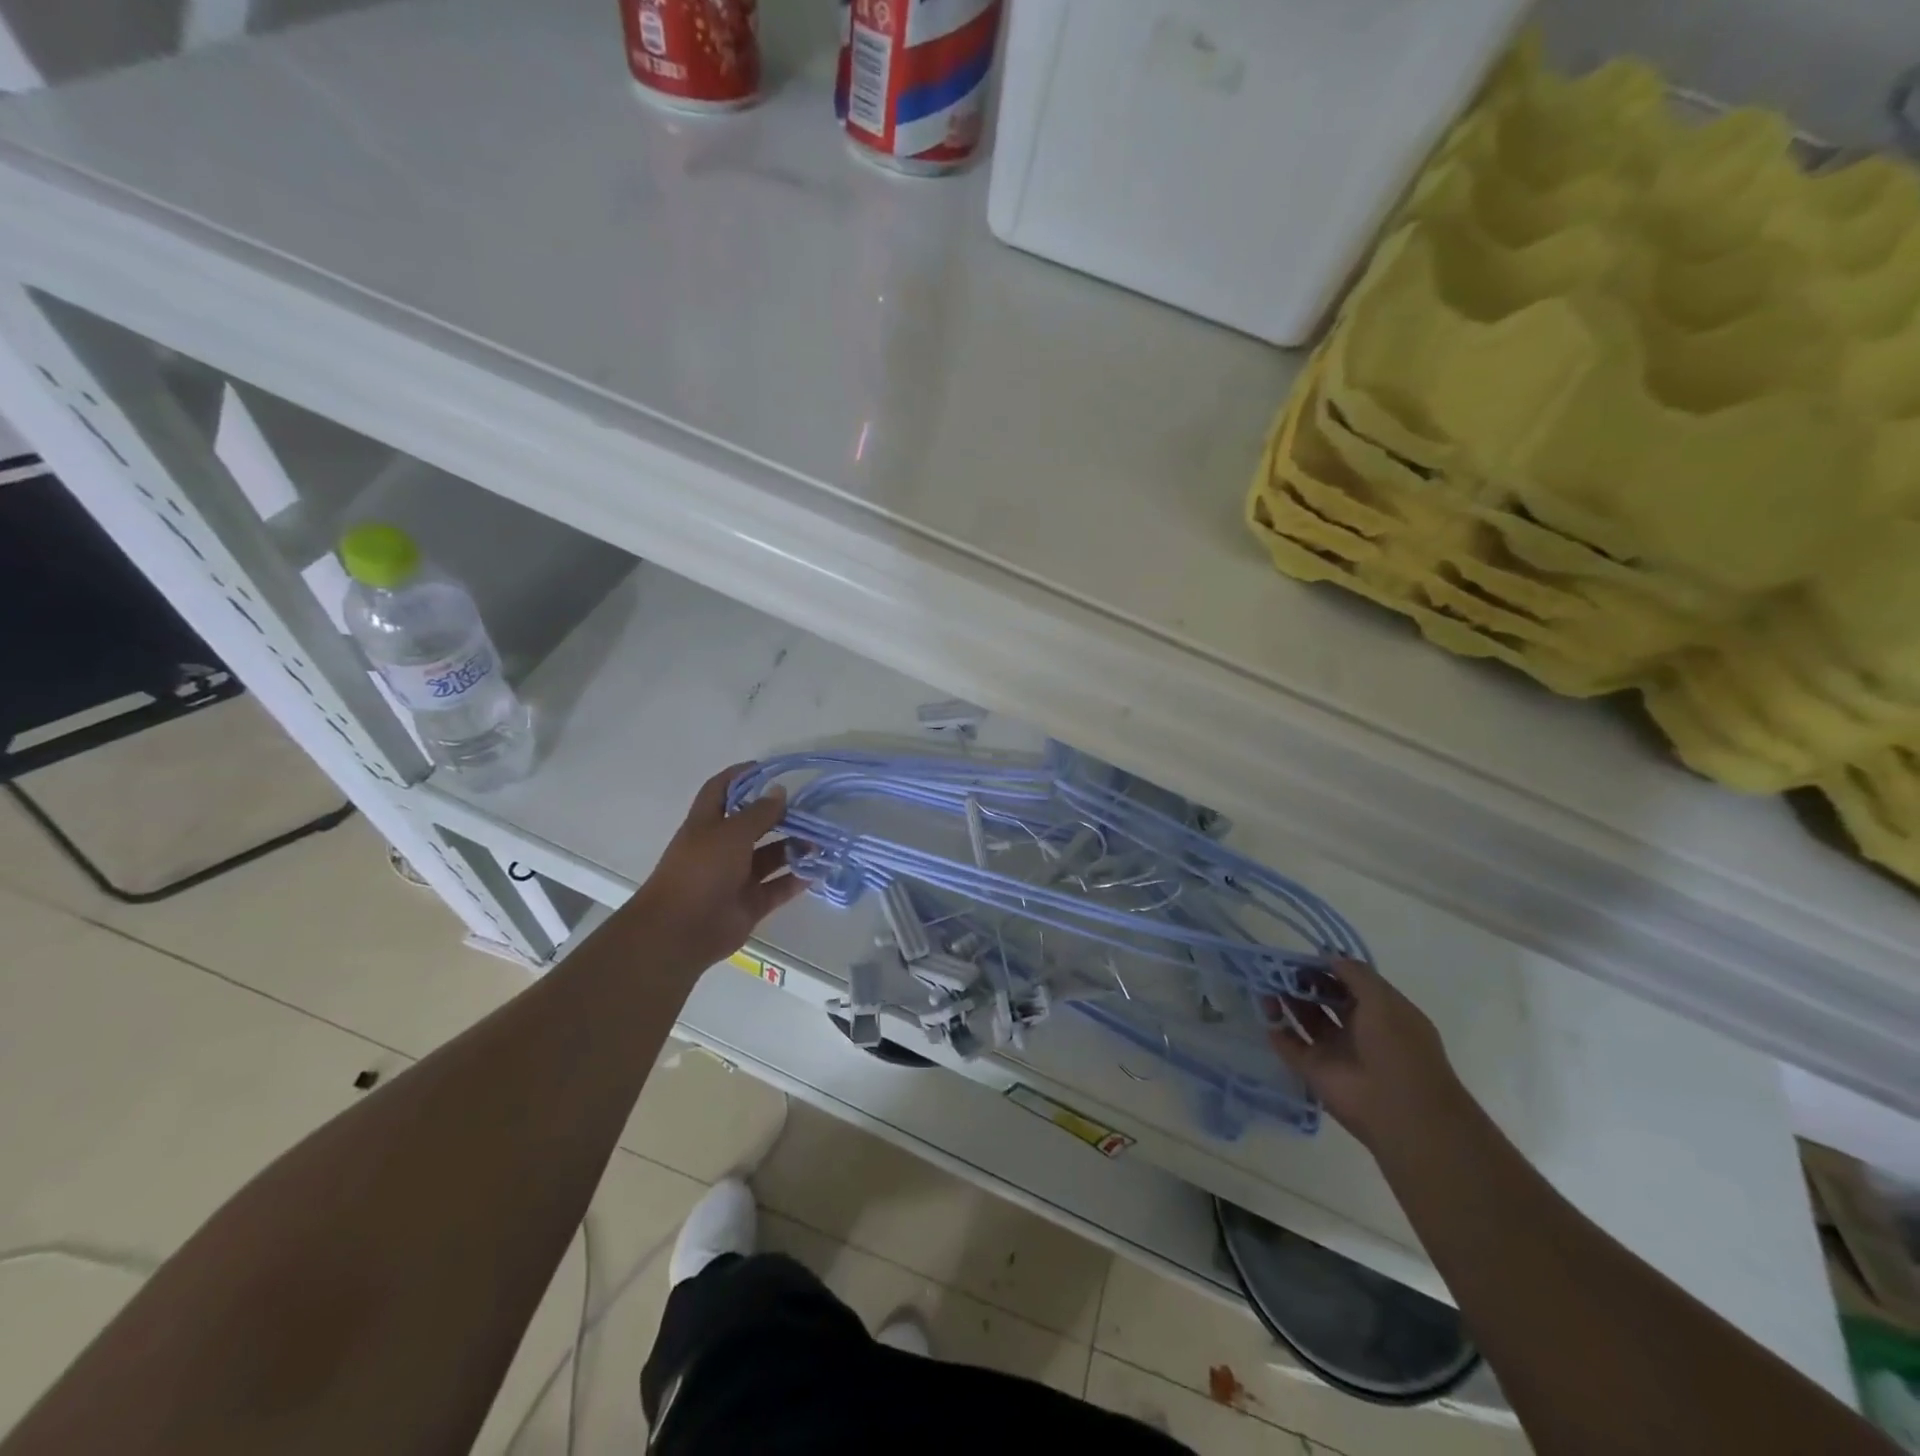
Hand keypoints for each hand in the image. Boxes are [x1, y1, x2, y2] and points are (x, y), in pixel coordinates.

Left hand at [624, 763, 808, 976]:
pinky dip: (796, 879)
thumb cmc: (701, 871)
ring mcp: (736, 877)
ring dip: (793, 847)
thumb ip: (759, 813)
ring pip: (769, 857)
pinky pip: (777, 887)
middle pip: (753, 825)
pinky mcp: (750, 903)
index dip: (740, 776)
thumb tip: (780, 791)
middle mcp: (721, 848)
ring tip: (820, 841)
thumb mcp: (730, 833)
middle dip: (779, 816)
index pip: (721, 790)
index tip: (768, 769)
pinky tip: (818, 869)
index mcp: (707, 825)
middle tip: (810, 810)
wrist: (681, 930)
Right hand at [1266, 959, 1466, 1152]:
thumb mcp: (1383, 1001)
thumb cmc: (1397, 1048)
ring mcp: (1335, 1051)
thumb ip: (1355, 974)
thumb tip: (1328, 956)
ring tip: (1265, 984)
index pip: (1350, 984)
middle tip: (1278, 968)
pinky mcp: (1314, 1070)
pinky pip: (1289, 1046)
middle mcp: (1358, 1030)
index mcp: (1382, 1013)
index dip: (1327, 968)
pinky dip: (1276, 1030)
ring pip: (1305, 1019)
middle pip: (1324, 999)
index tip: (1303, 956)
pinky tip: (1265, 1012)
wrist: (1400, 1111)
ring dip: (1286, 1001)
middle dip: (1303, 982)